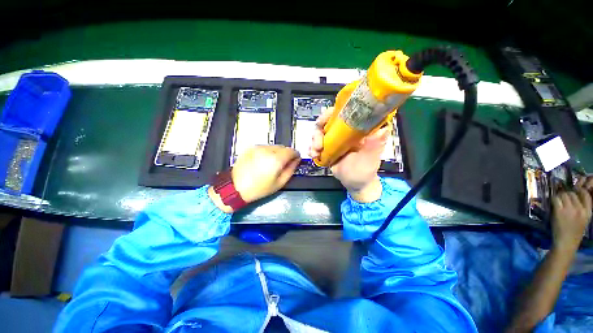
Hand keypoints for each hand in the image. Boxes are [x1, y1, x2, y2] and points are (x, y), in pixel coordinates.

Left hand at [210, 145, 300, 212]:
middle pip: (283, 147)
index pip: (292, 151)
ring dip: (277, 153)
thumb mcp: (280, 183)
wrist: (236, 187)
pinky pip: (264, 147)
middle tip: (283, 164)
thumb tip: (296, 161)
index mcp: (276, 159)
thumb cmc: (259, 188)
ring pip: (274, 146)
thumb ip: (291, 169)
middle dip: (286, 154)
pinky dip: (267, 152)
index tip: (296, 159)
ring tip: (271, 164)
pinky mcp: (251, 148)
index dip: (296, 155)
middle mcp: (268, 150)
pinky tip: (263, 161)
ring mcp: (258, 148)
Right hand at [310, 107, 388, 202]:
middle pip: (326, 123)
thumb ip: (374, 146)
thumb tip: (382, 129)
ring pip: (319, 133)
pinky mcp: (328, 148)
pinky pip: (316, 144)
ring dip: (314, 142)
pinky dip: (312, 148)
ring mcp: (335, 140)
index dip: (330, 114)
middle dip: (318, 133)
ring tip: (315, 154)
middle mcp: (345, 131)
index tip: (321, 122)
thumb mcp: (370, 160)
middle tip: (317, 146)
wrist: (355, 184)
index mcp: (357, 129)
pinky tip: (313, 156)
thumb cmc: (364, 172)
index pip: (343, 112)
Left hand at [551, 178, 591, 249]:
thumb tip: (576, 193)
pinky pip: (556, 199)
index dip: (579, 190)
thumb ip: (582, 207)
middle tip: (564, 199)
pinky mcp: (559, 211)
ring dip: (560, 196)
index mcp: (588, 211)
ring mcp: (569, 210)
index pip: (585, 194)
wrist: (566, 243)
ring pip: (563, 195)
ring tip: (559, 202)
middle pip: (572, 193)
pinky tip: (554, 203)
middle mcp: (580, 209)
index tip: (575, 190)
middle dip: (567, 194)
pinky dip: (554, 199)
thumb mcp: (584, 218)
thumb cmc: (575, 231)